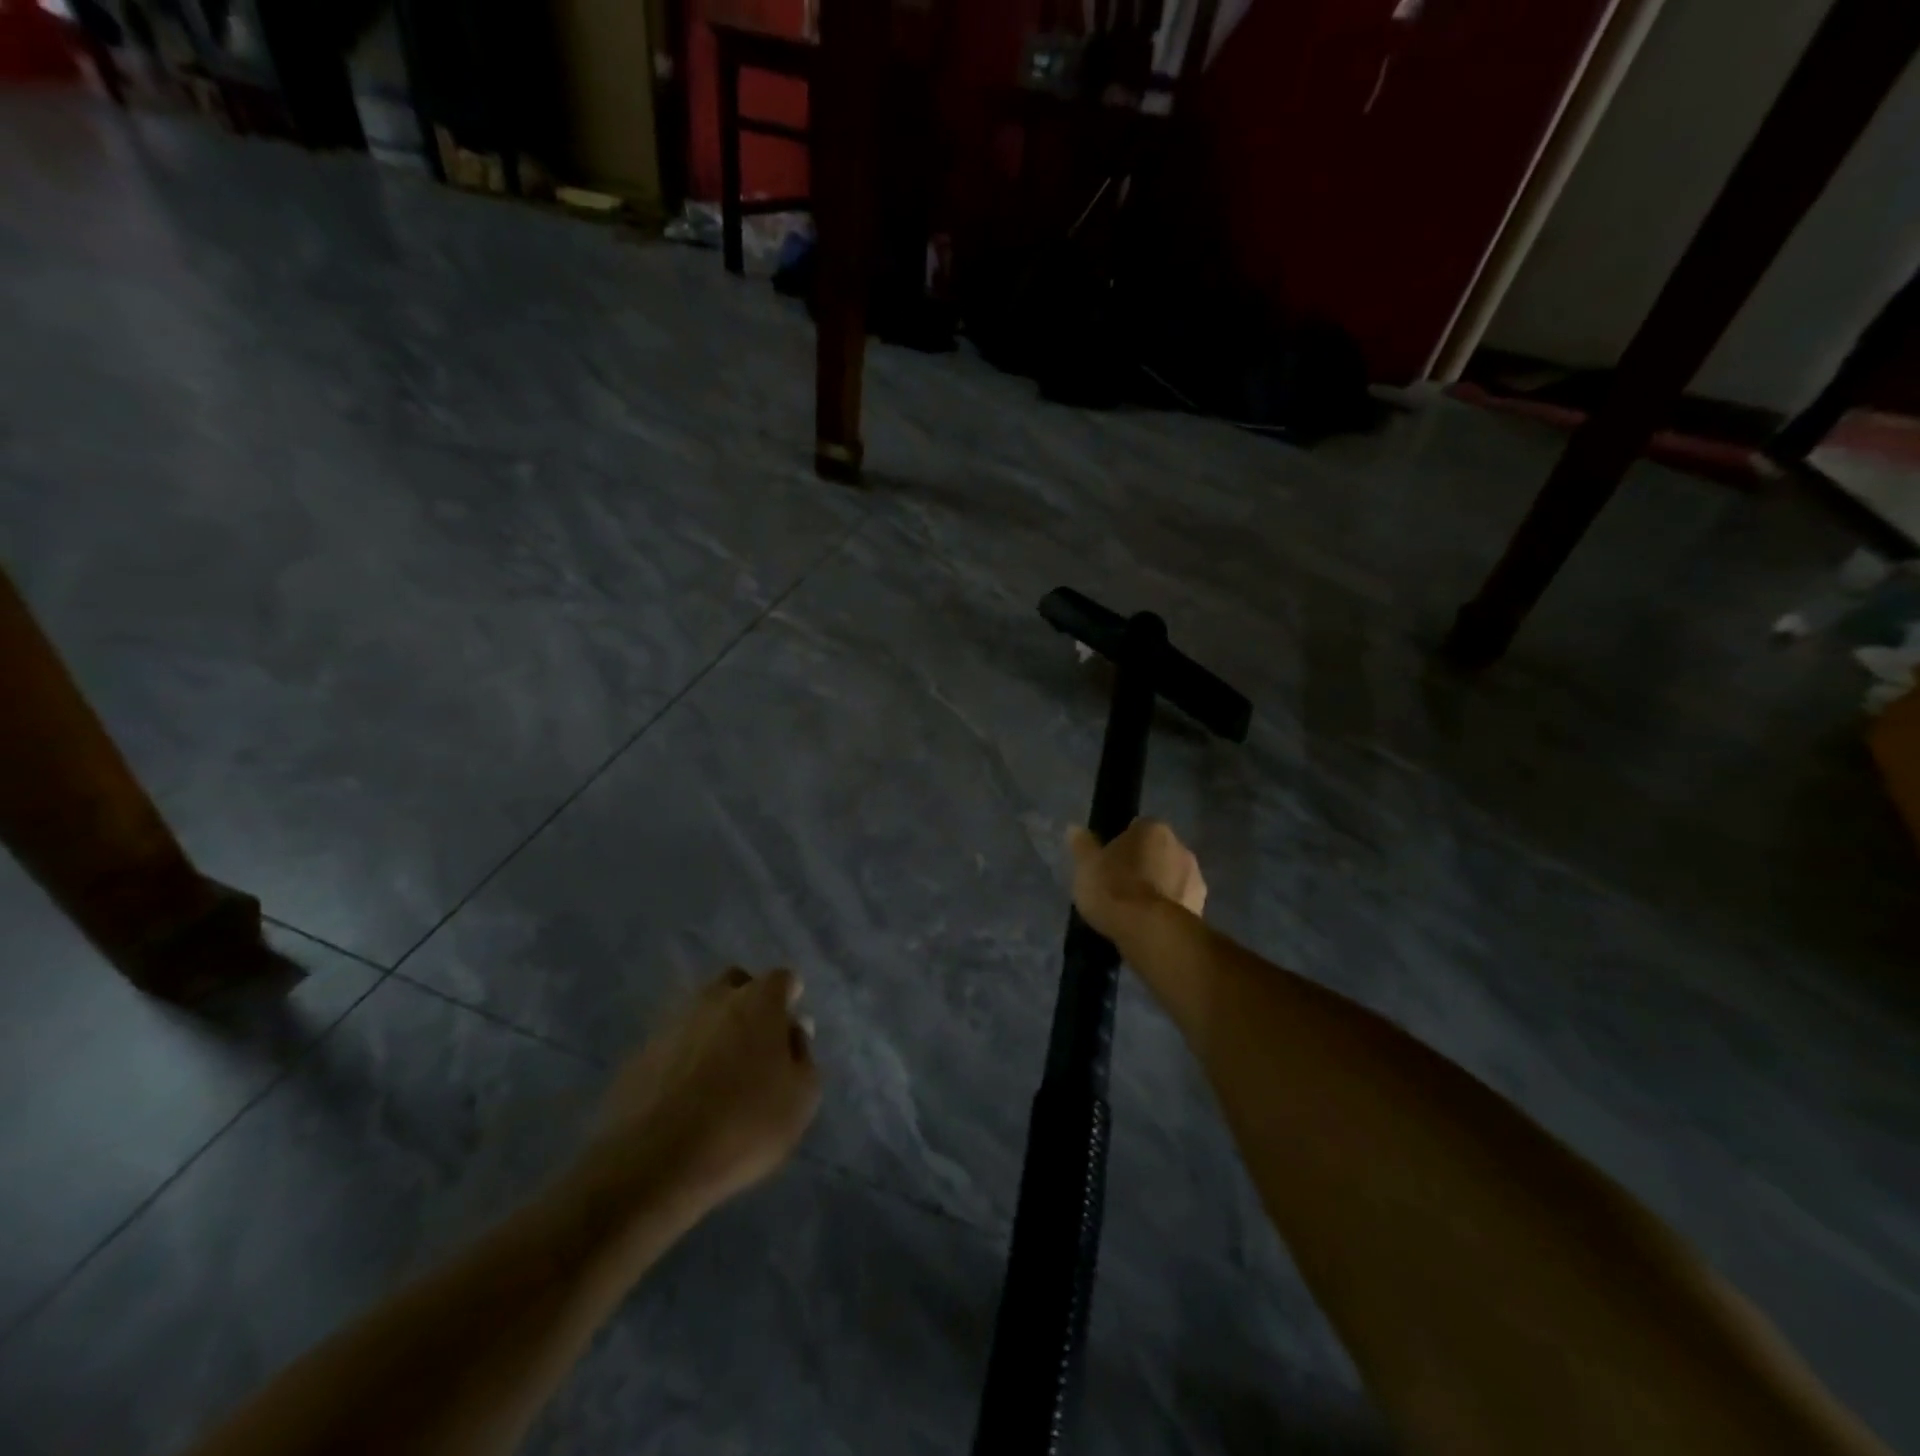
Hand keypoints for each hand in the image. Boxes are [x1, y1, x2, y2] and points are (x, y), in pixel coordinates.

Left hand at [582, 967, 820, 1213]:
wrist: (652, 1163)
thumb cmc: (743, 1125)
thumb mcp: (800, 1099)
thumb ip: (803, 1056)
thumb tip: (794, 1031)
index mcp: (759, 1001)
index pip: (782, 979)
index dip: (789, 999)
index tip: (789, 1029)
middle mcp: (714, 999)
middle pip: (736, 985)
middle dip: (748, 1004)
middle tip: (756, 1046)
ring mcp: (671, 1024)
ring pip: (700, 1013)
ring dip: (713, 1032)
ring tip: (719, 1077)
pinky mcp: (638, 1055)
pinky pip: (672, 1046)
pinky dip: (683, 1060)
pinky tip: (686, 1097)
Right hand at [1068, 817, 1206, 940]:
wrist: (1149, 931)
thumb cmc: (1113, 888)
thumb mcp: (1086, 866)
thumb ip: (1083, 845)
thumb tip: (1075, 829)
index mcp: (1153, 828)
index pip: (1136, 829)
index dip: (1121, 845)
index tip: (1108, 863)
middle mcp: (1180, 846)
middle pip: (1156, 852)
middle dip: (1143, 865)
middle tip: (1119, 886)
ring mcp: (1195, 877)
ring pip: (1170, 877)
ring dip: (1157, 888)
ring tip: (1134, 911)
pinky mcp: (1202, 908)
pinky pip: (1178, 903)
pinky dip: (1166, 910)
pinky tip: (1149, 925)